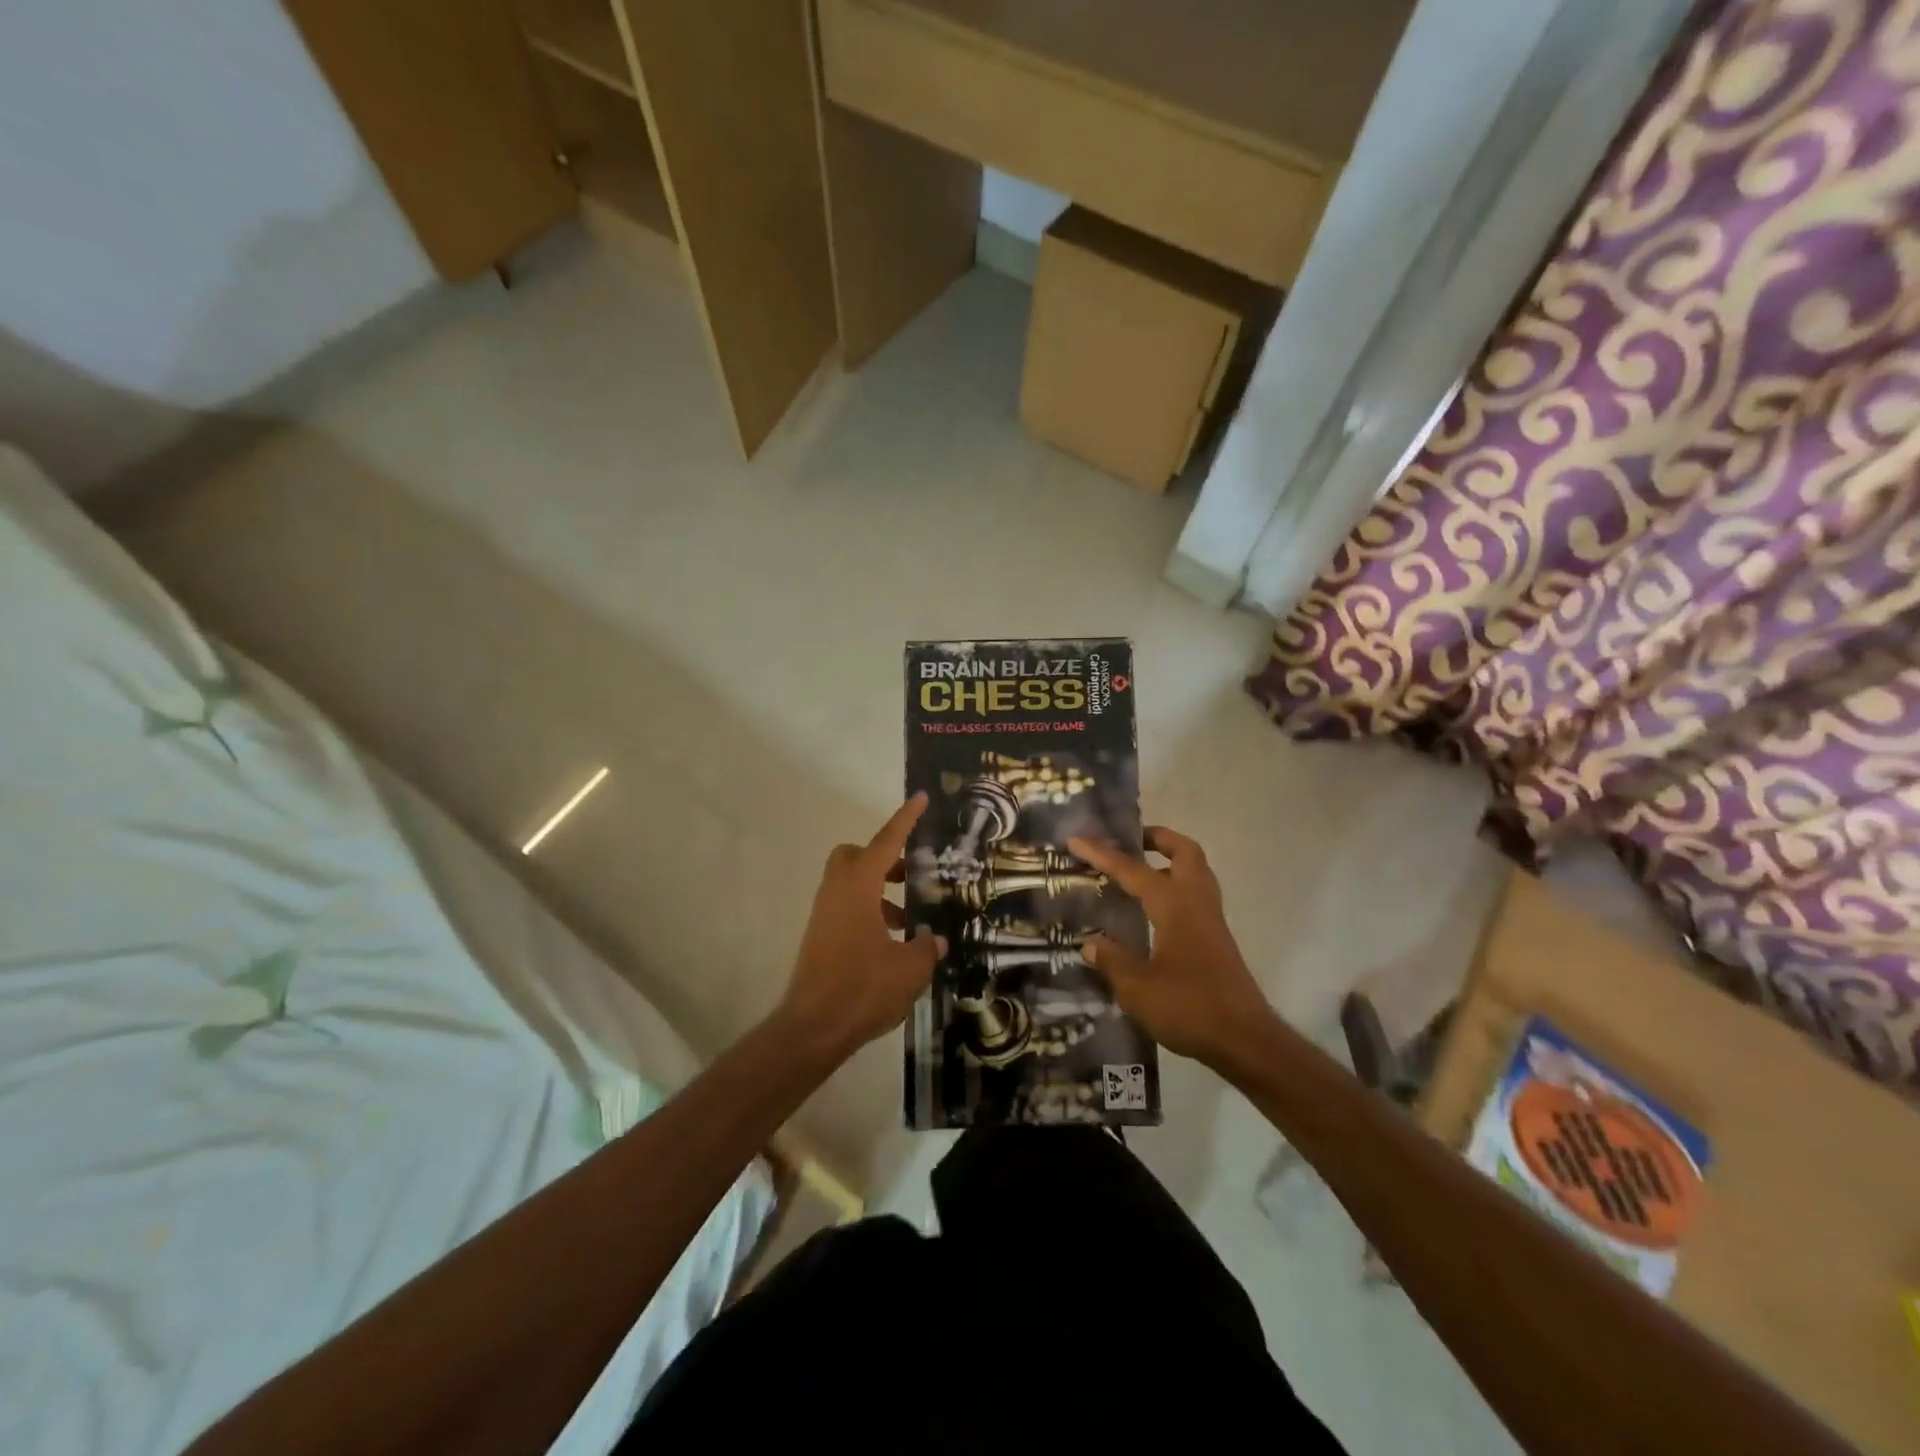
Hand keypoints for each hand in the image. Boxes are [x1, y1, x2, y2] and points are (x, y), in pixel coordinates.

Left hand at [778, 793, 945, 1060]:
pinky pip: (847, 908)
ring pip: (852, 884)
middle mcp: (837, 891)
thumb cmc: (863, 988)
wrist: (813, 1028)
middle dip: (885, 858)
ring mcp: (825, 914)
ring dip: (881, 891)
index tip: (919, 798)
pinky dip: (870, 913)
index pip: (886, 842)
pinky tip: (893, 945)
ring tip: (911, 922)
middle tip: (913, 875)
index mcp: (859, 886)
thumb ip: (925, 948)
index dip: (905, 819)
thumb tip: (933, 940)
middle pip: (857, 855)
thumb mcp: (909, 968)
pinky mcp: (821, 936)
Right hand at [1067, 827, 1275, 1069]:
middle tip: (1127, 842)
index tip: (1077, 840)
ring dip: (1168, 860)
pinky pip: (1195, 894)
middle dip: (1156, 838)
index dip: (1102, 854)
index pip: (1133, 870)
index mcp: (1174, 905)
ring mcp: (1211, 920)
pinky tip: (1151, 910)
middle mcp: (1195, 902)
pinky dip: (1174, 886)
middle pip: (1184, 851)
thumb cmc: (1189, 1008)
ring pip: (1195, 871)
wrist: (1245, 1040)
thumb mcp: (1137, 990)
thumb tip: (1091, 944)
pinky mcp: (1216, 938)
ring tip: (1137, 870)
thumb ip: (1112, 961)